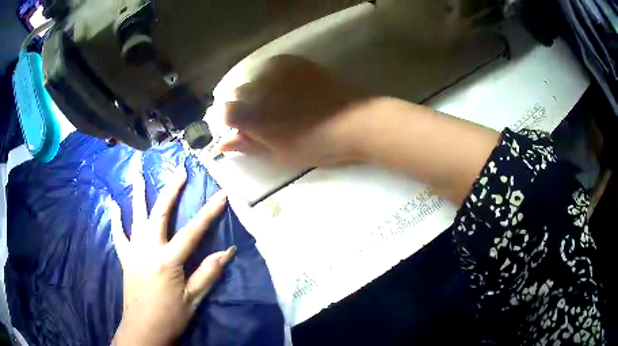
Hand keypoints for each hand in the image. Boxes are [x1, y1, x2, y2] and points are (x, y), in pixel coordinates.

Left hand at [111, 167, 235, 345]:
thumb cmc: (170, 316)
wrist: (143, 329)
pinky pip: (118, 235)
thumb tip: (228, 252)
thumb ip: (208, 273)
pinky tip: (113, 205)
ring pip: (135, 216)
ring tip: (138, 172)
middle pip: (160, 213)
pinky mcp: (125, 258)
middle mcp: (148, 249)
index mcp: (168, 260)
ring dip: (138, 193)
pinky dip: (116, 219)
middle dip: (172, 190)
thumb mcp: (193, 299)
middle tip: (180, 171)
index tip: (221, 194)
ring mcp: (133, 251)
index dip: (209, 213)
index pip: (193, 232)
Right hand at [219, 54, 368, 166]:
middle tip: (264, 114)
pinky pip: (272, 64)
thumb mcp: (278, 154)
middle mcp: (258, 89)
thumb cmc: (315, 146)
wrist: (352, 123)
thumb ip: (248, 145)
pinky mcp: (294, 62)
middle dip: (244, 103)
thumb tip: (222, 144)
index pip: (224, 111)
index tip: (243, 127)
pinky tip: (286, 84)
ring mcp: (276, 72)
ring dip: (258, 87)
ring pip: (254, 76)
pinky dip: (273, 74)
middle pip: (237, 92)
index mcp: (251, 116)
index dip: (231, 120)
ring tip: (277, 98)